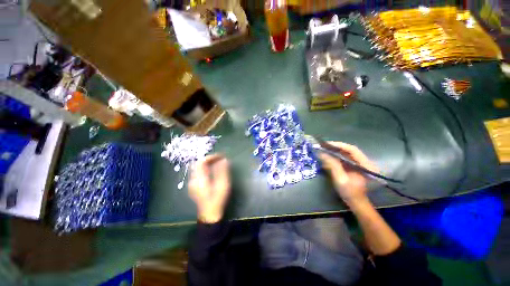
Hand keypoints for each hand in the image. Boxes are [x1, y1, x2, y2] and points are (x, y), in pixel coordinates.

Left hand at [189, 154, 230, 223]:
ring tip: (218, 163)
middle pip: (199, 164)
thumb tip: (224, 160)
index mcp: (200, 179)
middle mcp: (194, 180)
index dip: (211, 157)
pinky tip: (213, 171)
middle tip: (220, 159)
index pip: (201, 162)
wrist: (210, 214)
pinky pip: (199, 172)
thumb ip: (222, 171)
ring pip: (198, 168)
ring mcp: (193, 183)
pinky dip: (206, 168)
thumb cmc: (218, 199)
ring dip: (208, 163)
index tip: (221, 156)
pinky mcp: (195, 186)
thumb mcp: (222, 185)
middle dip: (209, 159)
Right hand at [319, 142, 378, 206]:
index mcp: (366, 165)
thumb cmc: (350, 193)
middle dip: (336, 147)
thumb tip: (322, 153)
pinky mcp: (355, 167)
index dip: (339, 145)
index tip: (327, 144)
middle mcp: (365, 162)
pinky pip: (345, 158)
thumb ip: (333, 165)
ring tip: (324, 149)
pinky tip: (329, 156)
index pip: (352, 150)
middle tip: (323, 146)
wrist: (357, 203)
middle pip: (349, 150)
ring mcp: (361, 164)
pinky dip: (336, 156)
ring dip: (335, 151)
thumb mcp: (341, 179)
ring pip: (347, 154)